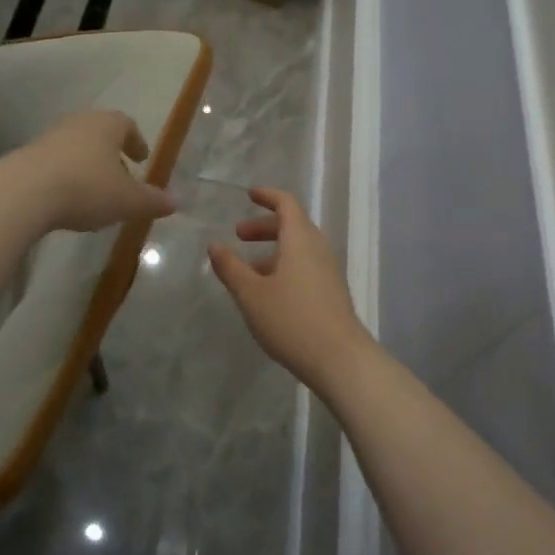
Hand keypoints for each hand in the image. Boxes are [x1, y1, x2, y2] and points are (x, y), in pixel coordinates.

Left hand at [8, 109, 176, 233]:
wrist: (23, 193)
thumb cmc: (86, 188)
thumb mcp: (128, 201)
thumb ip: (152, 201)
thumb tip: (175, 201)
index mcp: (107, 125)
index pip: (127, 124)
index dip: (137, 141)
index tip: (142, 158)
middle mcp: (78, 123)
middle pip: (100, 133)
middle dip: (111, 154)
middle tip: (121, 176)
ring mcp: (49, 137)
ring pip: (76, 147)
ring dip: (87, 165)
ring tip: (94, 191)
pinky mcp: (26, 156)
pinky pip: (54, 162)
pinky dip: (65, 175)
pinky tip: (67, 198)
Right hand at [209, 188, 375, 392]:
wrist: (340, 360)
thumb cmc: (291, 320)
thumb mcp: (251, 294)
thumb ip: (231, 267)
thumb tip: (214, 245)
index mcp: (300, 240)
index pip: (287, 204)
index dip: (268, 196)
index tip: (249, 195)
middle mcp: (318, 249)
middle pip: (293, 225)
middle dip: (265, 226)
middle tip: (239, 236)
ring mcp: (329, 271)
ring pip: (300, 248)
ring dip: (274, 250)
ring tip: (248, 270)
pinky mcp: (332, 292)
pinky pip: (306, 266)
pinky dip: (286, 266)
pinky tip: (269, 292)